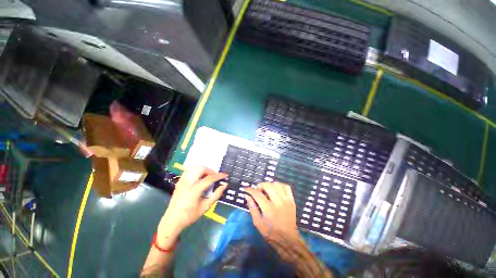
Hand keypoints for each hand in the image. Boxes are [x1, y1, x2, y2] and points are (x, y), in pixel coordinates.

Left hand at [159, 167, 226, 237]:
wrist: (172, 221)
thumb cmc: (190, 216)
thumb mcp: (205, 207)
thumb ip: (216, 195)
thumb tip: (224, 185)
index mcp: (195, 191)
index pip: (209, 178)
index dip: (219, 175)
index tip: (225, 175)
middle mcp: (188, 183)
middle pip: (201, 169)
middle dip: (210, 170)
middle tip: (215, 176)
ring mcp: (182, 182)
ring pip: (194, 168)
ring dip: (203, 170)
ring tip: (207, 176)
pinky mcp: (179, 182)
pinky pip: (188, 171)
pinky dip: (195, 171)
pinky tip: (198, 177)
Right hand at [244, 182, 299, 243]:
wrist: (289, 240)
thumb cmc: (271, 233)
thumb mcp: (258, 223)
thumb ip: (252, 208)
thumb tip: (247, 196)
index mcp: (269, 209)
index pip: (257, 194)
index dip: (250, 190)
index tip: (246, 189)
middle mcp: (278, 202)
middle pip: (268, 186)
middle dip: (260, 185)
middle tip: (258, 190)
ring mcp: (286, 201)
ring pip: (277, 185)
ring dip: (270, 184)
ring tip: (266, 189)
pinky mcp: (292, 201)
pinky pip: (286, 187)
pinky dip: (280, 185)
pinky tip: (276, 189)